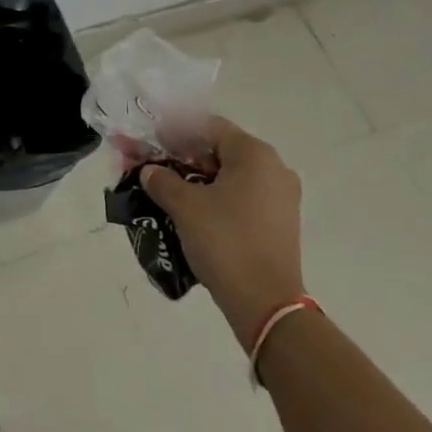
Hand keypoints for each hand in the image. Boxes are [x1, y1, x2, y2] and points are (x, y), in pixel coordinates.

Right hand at [140, 118, 304, 347]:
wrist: (267, 305)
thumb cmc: (226, 242)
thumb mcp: (185, 207)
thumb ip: (162, 180)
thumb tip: (149, 171)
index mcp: (254, 154)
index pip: (208, 127)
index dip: (176, 132)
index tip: (151, 144)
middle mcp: (274, 168)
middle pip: (220, 150)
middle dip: (184, 157)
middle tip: (155, 167)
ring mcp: (281, 197)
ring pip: (231, 176)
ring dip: (199, 179)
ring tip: (169, 191)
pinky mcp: (280, 223)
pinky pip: (243, 197)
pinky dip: (217, 198)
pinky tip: (194, 212)